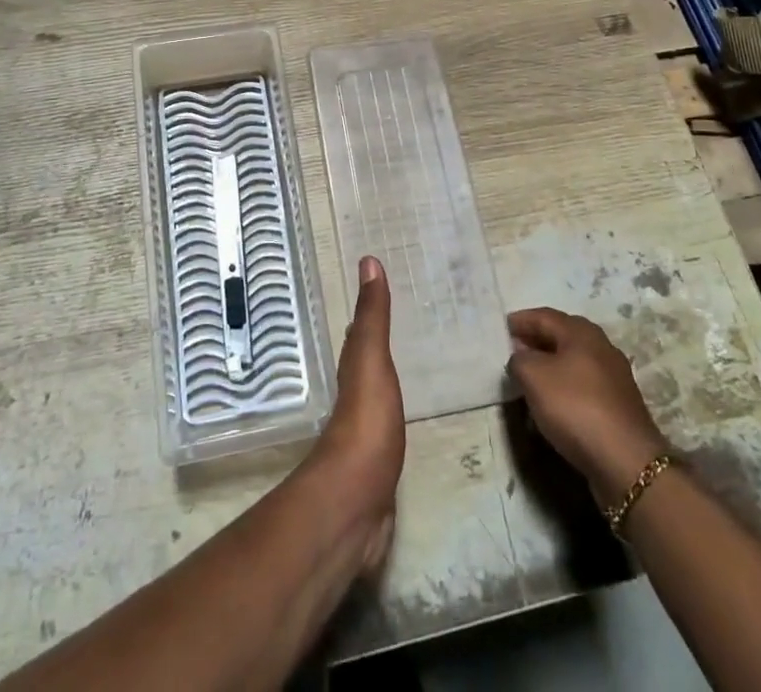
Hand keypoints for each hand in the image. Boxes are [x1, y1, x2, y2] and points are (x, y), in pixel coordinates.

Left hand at [306, 257, 404, 572]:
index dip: (368, 311)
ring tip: (407, 364)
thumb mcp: (371, 359)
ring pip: (375, 392)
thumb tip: (368, 260)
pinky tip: (403, 417)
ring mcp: (365, 431)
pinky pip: (387, 425)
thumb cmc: (366, 421)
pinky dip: (394, 413)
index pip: (359, 332)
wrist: (356, 501)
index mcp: (353, 368)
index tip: (380, 287)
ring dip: (385, 377)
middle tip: (402, 322)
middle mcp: (354, 394)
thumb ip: (373, 315)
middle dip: (377, 342)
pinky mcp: (376, 462)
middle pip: (365, 361)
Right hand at [507, 307, 669, 505]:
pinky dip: (564, 388)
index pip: (544, 316)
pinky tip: (553, 404)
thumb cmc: (575, 407)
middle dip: (536, 341)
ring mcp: (615, 377)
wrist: (627, 462)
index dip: (520, 321)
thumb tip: (521, 357)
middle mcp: (601, 347)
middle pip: (561, 337)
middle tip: (512, 350)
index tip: (501, 327)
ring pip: (573, 362)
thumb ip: (519, 359)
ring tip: (529, 378)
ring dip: (550, 366)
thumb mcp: (533, 377)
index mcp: (581, 332)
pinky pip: (583, 387)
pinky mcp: (619, 406)